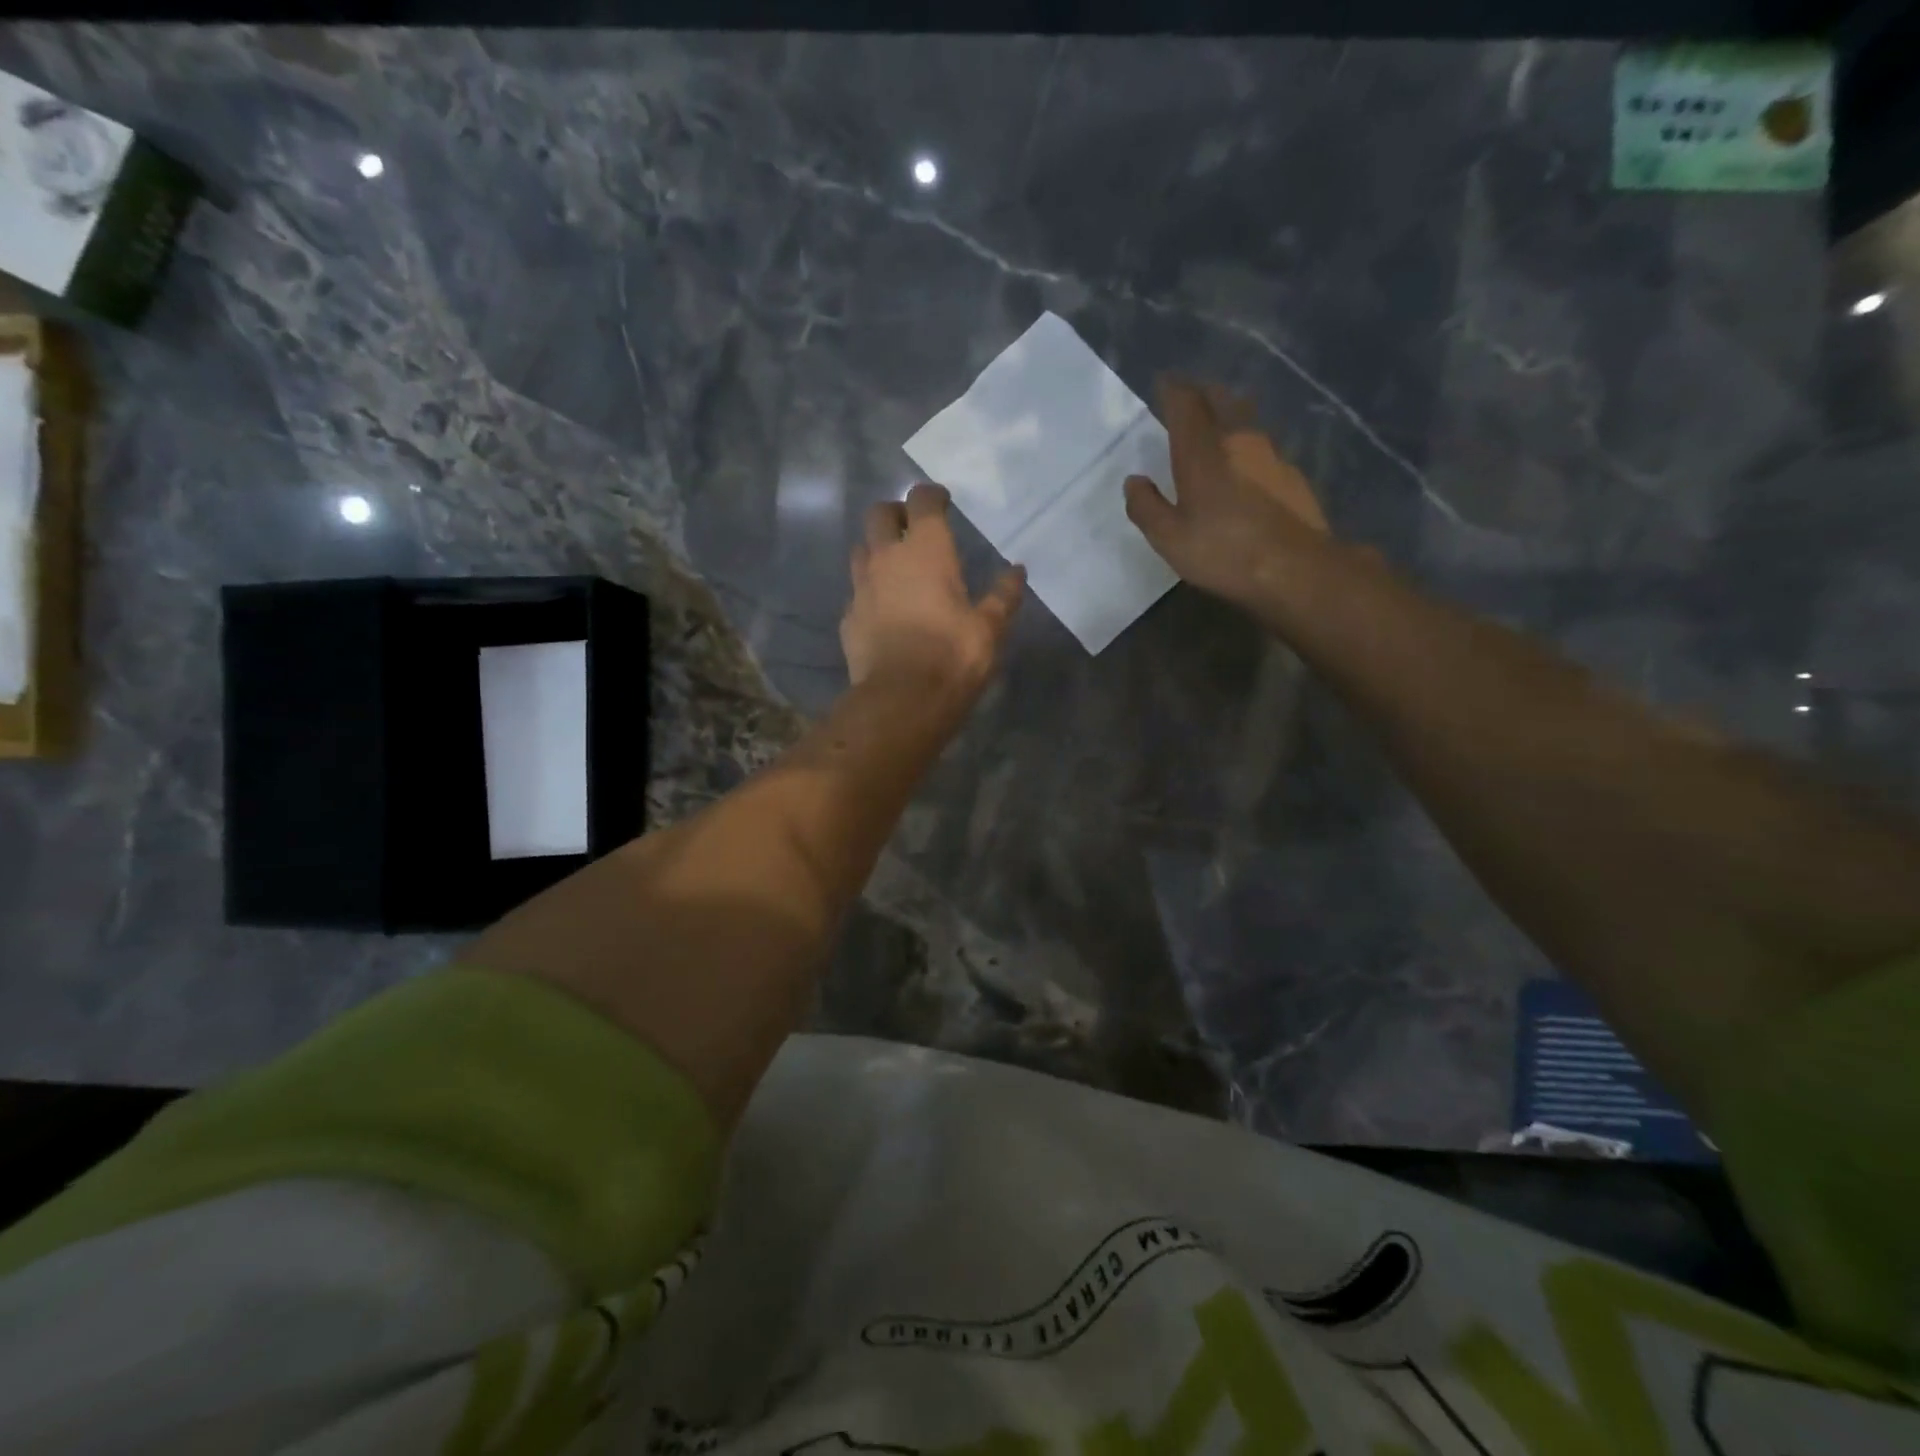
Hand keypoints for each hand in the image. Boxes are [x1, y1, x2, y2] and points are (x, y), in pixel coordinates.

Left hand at [841, 483, 1024, 701]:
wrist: (901, 700)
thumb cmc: (953, 656)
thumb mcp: (990, 628)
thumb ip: (1003, 595)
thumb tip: (1017, 571)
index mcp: (925, 550)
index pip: (922, 501)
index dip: (931, 495)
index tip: (942, 501)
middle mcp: (887, 558)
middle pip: (878, 514)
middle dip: (895, 513)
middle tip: (912, 528)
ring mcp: (861, 588)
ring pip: (860, 550)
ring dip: (876, 549)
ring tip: (895, 567)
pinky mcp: (848, 618)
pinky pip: (856, 592)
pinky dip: (869, 591)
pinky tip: (882, 609)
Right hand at [1124, 379, 1331, 608]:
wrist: (1295, 569)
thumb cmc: (1223, 551)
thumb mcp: (1169, 538)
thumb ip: (1146, 507)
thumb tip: (1134, 482)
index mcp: (1202, 450)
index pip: (1185, 403)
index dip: (1172, 390)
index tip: (1163, 383)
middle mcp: (1238, 439)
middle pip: (1220, 399)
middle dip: (1201, 393)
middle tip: (1188, 398)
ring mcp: (1271, 453)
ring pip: (1246, 418)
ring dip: (1228, 413)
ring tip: (1215, 426)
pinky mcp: (1291, 474)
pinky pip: (1263, 445)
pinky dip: (1247, 444)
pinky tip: (1243, 465)